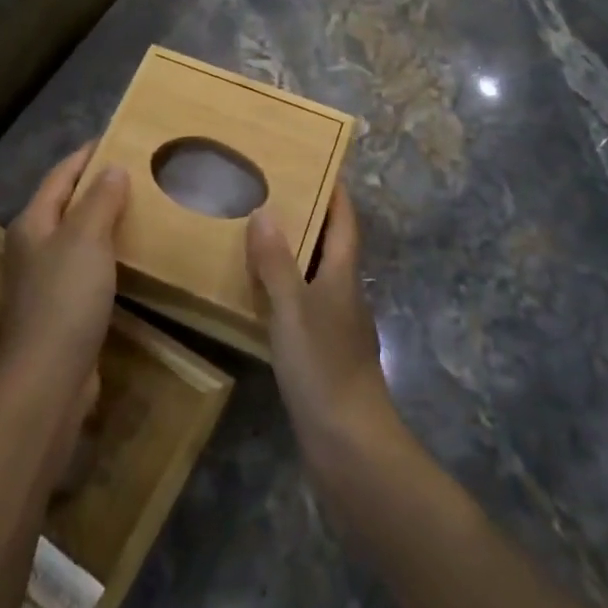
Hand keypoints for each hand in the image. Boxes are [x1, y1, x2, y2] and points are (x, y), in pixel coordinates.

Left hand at [0, 144, 126, 402]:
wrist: (49, 378)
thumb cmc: (65, 298)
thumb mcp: (86, 238)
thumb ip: (100, 199)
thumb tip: (113, 168)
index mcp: (32, 223)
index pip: (60, 176)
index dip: (85, 156)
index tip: (114, 138)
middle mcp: (33, 247)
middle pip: (66, 204)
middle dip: (96, 186)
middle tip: (135, 170)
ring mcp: (45, 279)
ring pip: (77, 237)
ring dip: (103, 220)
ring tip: (138, 206)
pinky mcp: (62, 308)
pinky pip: (87, 266)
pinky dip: (107, 253)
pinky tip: (130, 255)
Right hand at [246, 183, 405, 470]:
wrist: (350, 446)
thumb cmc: (324, 368)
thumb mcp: (293, 308)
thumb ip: (277, 261)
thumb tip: (264, 210)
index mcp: (344, 275)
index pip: (345, 221)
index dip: (335, 191)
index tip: (316, 161)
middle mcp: (345, 294)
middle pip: (332, 244)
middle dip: (309, 216)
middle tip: (270, 191)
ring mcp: (337, 326)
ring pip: (316, 274)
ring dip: (294, 252)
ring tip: (257, 233)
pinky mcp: (324, 353)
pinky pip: (304, 304)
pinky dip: (285, 287)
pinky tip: (259, 293)